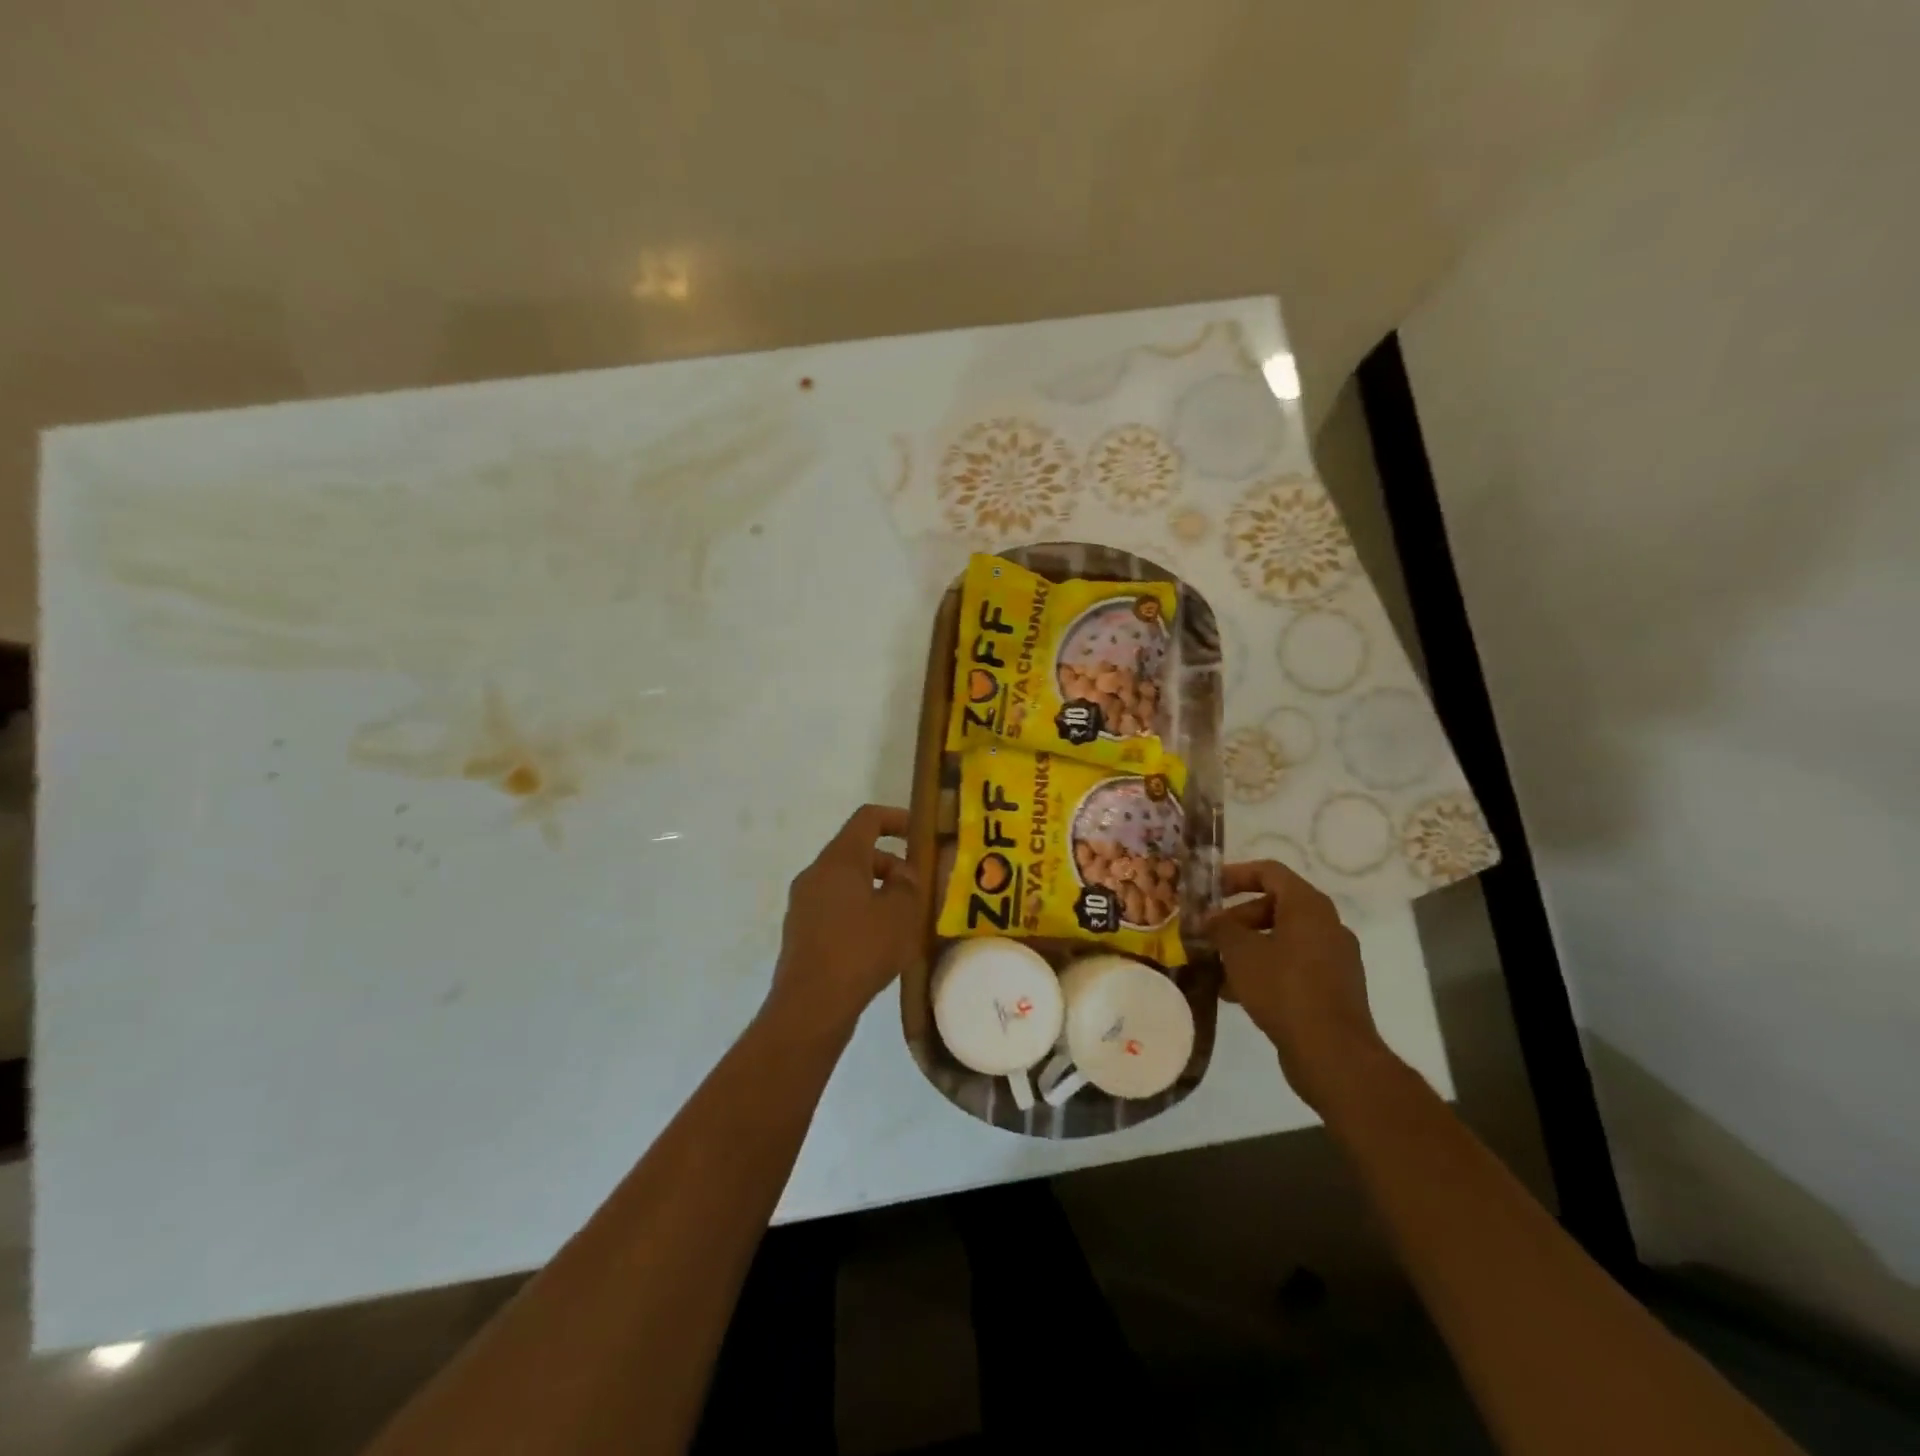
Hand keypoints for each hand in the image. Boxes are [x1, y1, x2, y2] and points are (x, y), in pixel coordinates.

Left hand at [765, 804, 920, 1041]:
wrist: (811, 1005)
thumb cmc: (860, 949)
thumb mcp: (900, 914)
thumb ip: (908, 885)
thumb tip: (903, 874)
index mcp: (839, 859)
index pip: (867, 819)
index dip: (896, 818)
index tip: (919, 833)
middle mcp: (815, 873)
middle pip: (856, 852)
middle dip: (891, 863)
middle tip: (917, 888)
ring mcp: (803, 903)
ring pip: (846, 882)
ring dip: (876, 890)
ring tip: (902, 919)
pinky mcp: (801, 931)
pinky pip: (835, 907)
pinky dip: (859, 912)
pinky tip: (878, 942)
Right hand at [1207, 861, 1397, 1112]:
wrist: (1332, 1053)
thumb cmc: (1283, 988)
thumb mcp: (1240, 952)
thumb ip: (1221, 927)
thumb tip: (1210, 918)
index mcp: (1309, 907)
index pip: (1269, 872)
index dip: (1235, 875)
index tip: (1208, 889)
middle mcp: (1327, 926)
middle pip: (1275, 906)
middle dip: (1237, 918)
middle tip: (1208, 934)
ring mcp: (1334, 958)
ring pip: (1281, 939)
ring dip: (1247, 947)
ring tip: (1216, 966)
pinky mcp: (1333, 988)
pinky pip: (1292, 966)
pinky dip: (1264, 969)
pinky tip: (1236, 992)